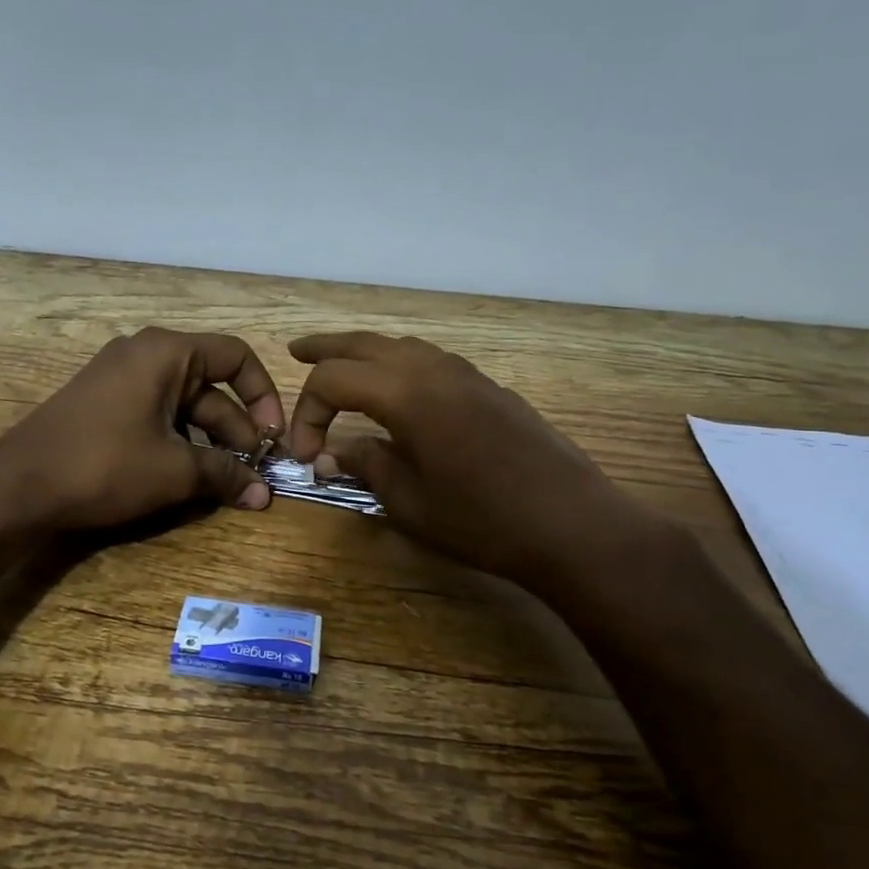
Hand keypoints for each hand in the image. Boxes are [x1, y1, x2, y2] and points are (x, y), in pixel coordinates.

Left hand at [0, 328, 285, 530]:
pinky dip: (179, 439)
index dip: (263, 395)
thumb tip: (263, 496)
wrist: (17, 486)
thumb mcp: (173, 471)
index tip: (272, 438)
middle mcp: (144, 353)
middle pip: (210, 384)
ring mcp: (119, 377)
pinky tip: (187, 475)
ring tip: (226, 480)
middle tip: (254, 471)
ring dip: (209, 440)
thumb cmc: (104, 465)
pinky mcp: (103, 403)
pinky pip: (156, 413)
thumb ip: (225, 475)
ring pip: (183, 403)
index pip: (236, 356)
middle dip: (236, 428)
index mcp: (166, 352)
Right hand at [285, 333, 660, 586]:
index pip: (333, 380)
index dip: (308, 412)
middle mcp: (434, 369)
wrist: (572, 524)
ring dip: (365, 352)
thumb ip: (365, 465)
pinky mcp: (489, 389)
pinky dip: (400, 363)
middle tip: (295, 352)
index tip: (306, 454)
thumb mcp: (409, 501)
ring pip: (402, 346)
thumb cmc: (482, 519)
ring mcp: (467, 375)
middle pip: (365, 343)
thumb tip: (332, 453)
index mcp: (406, 393)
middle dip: (326, 349)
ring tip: (342, 365)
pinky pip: (431, 360)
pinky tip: (398, 388)